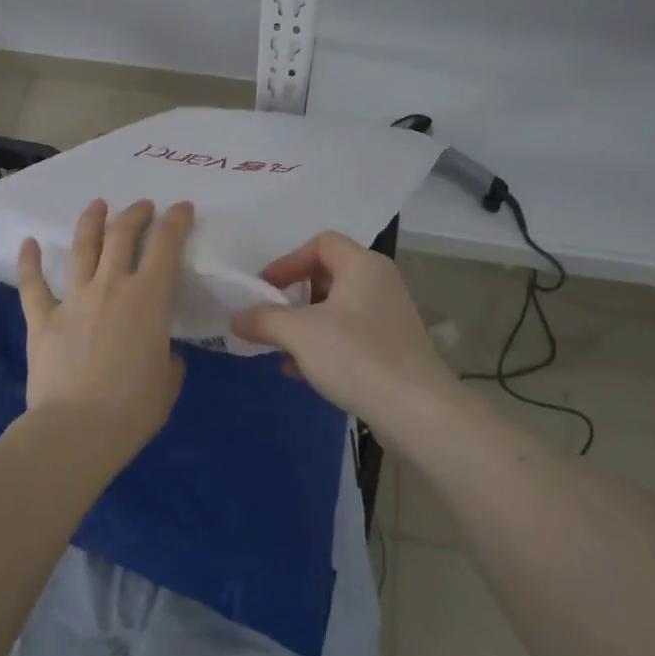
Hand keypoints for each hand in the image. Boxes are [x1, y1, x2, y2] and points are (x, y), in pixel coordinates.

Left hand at [15, 198, 193, 461]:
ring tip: (97, 206)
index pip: (166, 246)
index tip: (181, 208)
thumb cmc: (133, 409)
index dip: (176, 221)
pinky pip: (33, 284)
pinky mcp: (43, 318)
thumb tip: (162, 352)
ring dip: (91, 222)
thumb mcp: (168, 382)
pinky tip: (28, 242)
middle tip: (142, 206)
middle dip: (135, 214)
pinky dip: (29, 261)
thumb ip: (168, 358)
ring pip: (82, 248)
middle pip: (122, 235)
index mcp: (149, 299)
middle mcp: (112, 287)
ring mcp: (74, 299)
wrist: (77, 430)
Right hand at [230, 231, 456, 434]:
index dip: (288, 261)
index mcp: (363, 265)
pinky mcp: (392, 348)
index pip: (321, 243)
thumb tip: (236, 317)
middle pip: (327, 275)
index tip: (265, 289)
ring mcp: (389, 316)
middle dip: (294, 296)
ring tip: (280, 348)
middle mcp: (380, 283)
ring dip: (304, 324)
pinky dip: (323, 345)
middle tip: (271, 317)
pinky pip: (349, 334)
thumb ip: (263, 319)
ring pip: (336, 309)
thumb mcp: (299, 334)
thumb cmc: (357, 357)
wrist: (418, 412)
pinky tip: (301, 372)